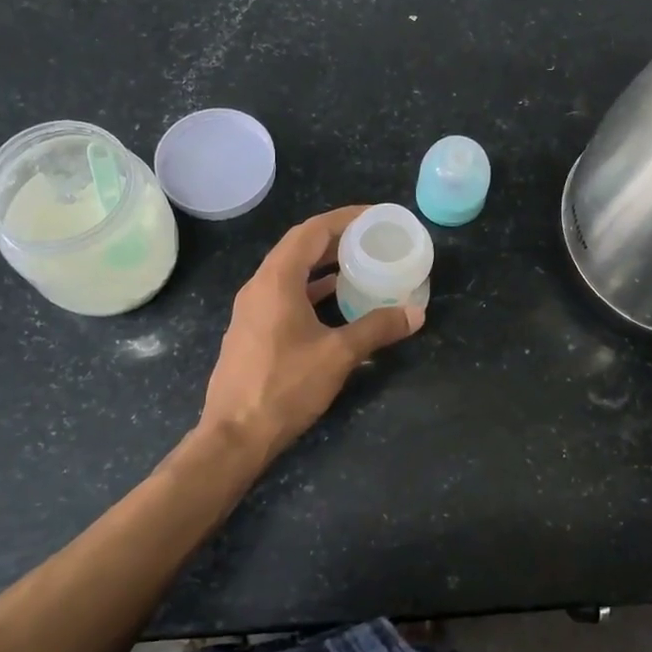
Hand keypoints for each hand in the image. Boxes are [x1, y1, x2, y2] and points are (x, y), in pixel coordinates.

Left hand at [198, 206, 424, 466]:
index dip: (344, 218)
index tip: (374, 215)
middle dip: (336, 238)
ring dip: (323, 264)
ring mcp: (251, 309)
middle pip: (299, 247)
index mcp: (276, 280)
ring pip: (291, 272)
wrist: (235, 435)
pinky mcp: (252, 330)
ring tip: (359, 263)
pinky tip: (334, 300)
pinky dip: (312, 288)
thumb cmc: (285, 387)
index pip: (311, 231)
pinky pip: (285, 294)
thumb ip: (377, 328)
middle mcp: (259, 286)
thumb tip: (416, 313)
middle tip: (372, 238)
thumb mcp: (338, 355)